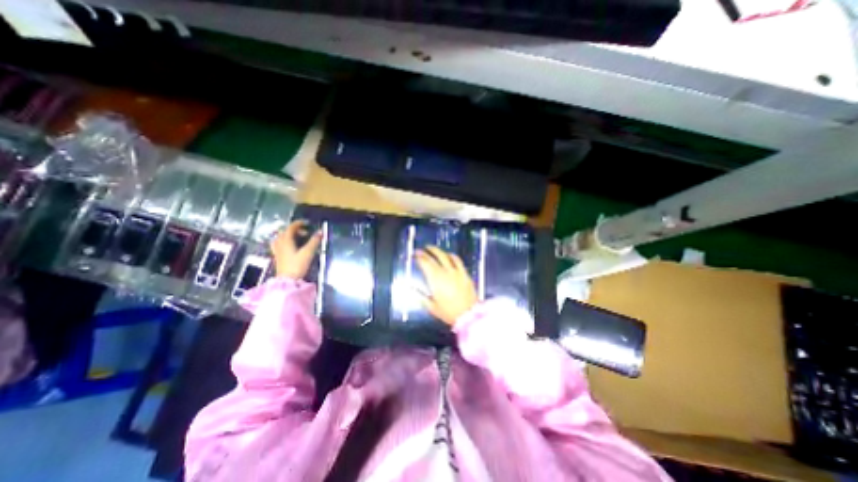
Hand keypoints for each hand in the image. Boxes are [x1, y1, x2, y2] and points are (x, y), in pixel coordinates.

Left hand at [270, 220, 321, 279]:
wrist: (287, 280)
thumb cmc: (297, 265)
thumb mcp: (308, 252)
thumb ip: (314, 241)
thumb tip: (320, 231)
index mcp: (286, 240)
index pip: (291, 227)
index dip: (299, 223)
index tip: (308, 223)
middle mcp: (280, 243)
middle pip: (285, 231)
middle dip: (296, 229)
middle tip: (306, 233)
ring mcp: (277, 250)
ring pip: (281, 237)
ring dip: (290, 235)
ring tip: (298, 238)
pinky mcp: (278, 256)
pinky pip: (280, 244)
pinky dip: (286, 241)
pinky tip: (291, 246)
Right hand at [415, 247, 474, 325]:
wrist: (468, 315)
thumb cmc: (449, 312)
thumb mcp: (432, 307)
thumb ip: (421, 297)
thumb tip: (412, 290)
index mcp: (435, 279)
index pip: (425, 263)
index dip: (419, 257)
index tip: (415, 255)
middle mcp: (445, 272)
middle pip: (434, 257)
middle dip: (426, 251)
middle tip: (421, 249)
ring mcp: (456, 272)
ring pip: (445, 256)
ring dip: (438, 251)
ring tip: (433, 249)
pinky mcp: (464, 273)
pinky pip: (458, 261)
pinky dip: (452, 256)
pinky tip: (449, 254)